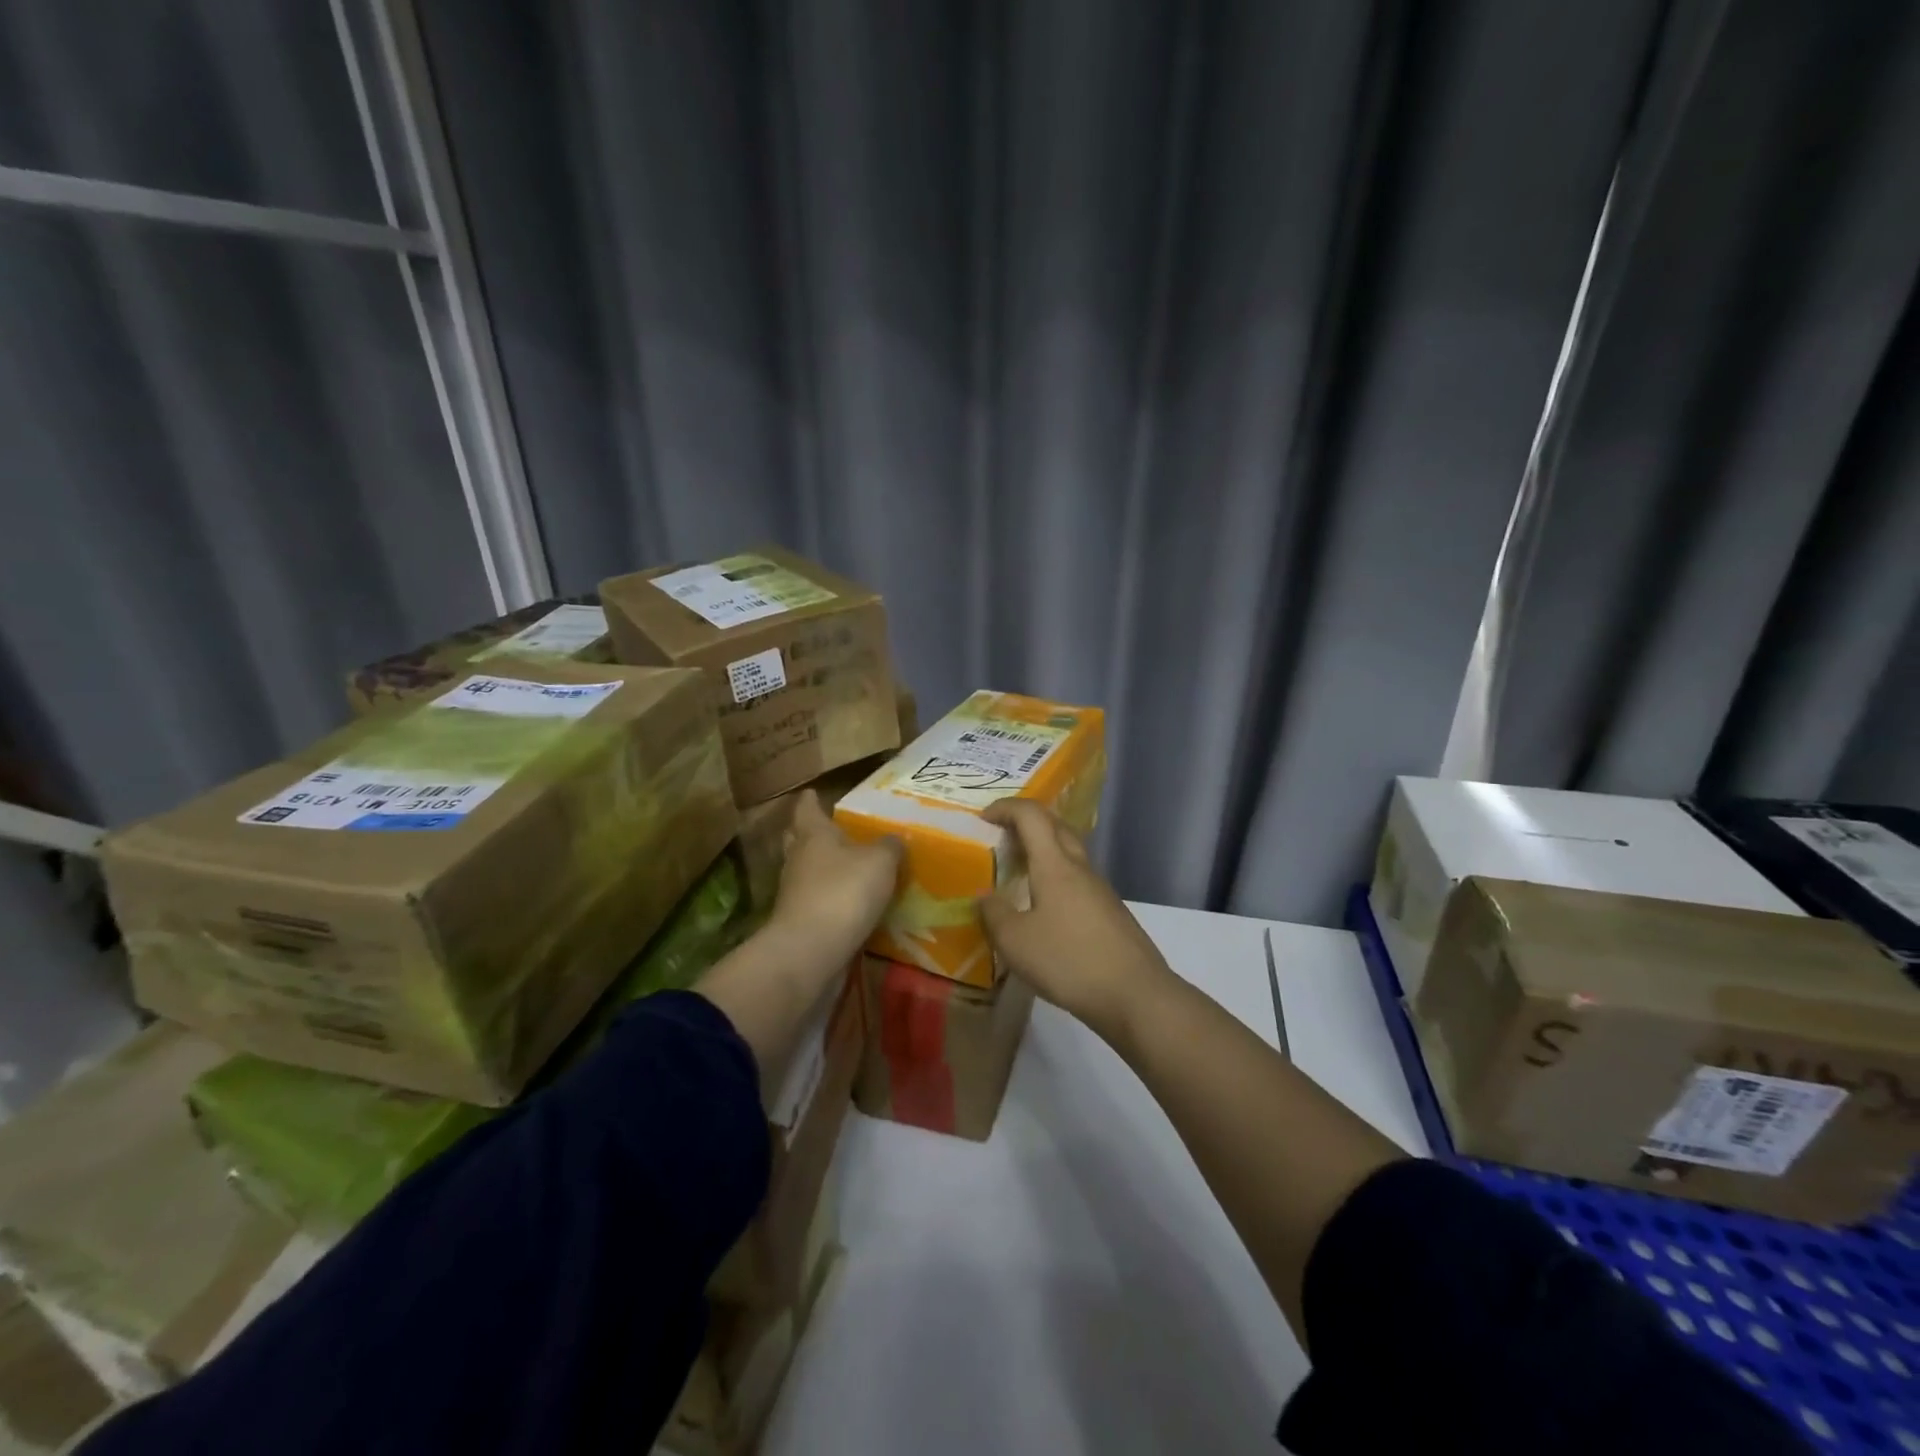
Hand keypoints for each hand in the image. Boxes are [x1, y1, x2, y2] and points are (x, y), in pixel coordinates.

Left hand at [768, 789, 901, 965]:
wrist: (810, 951)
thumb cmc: (844, 892)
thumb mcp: (880, 861)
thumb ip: (890, 846)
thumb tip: (895, 838)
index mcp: (814, 835)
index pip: (807, 808)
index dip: (811, 800)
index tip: (812, 791)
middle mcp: (798, 859)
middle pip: (799, 839)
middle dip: (811, 833)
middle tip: (831, 828)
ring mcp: (795, 892)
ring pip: (806, 870)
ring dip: (822, 867)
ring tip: (848, 866)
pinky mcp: (799, 922)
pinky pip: (815, 900)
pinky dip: (829, 897)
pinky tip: (849, 902)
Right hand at [977, 798, 1172, 1038]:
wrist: (1135, 995)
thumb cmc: (1069, 961)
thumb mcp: (1016, 942)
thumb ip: (994, 914)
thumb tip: (984, 895)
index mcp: (1056, 865)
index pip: (1031, 816)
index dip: (1006, 808)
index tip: (983, 818)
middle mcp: (1080, 868)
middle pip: (1055, 827)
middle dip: (1026, 823)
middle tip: (1001, 838)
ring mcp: (1100, 890)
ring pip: (1069, 853)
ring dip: (1043, 851)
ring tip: (1018, 872)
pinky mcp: (1110, 912)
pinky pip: (1077, 879)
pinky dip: (1055, 878)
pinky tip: (1044, 907)